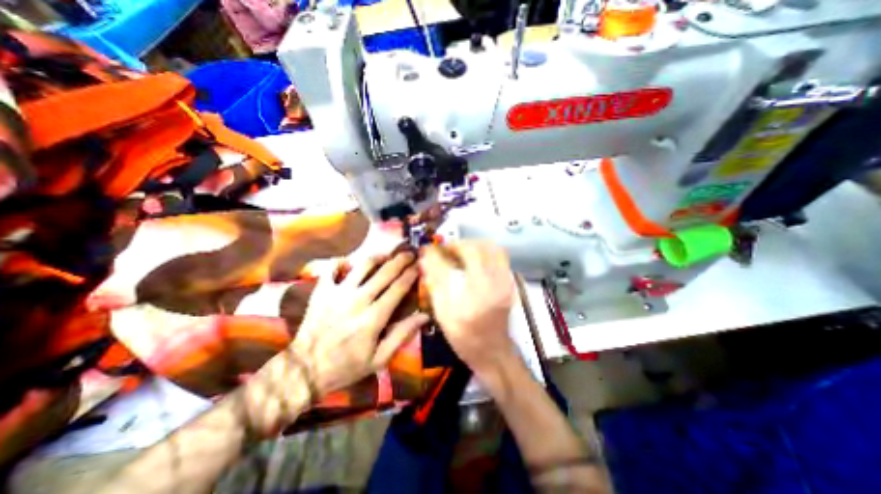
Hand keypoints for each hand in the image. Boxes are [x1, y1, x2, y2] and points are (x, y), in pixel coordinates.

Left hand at [240, 252, 425, 433]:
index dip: (411, 274)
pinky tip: (350, 263)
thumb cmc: (346, 366)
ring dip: (377, 257)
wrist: (305, 370)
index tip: (418, 266)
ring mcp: (338, 293)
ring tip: (386, 255)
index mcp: (374, 317)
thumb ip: (402, 334)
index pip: (398, 288)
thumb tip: (424, 315)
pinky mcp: (322, 291)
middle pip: (384, 272)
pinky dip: (342, 262)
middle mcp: (358, 300)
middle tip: (409, 254)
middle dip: (400, 260)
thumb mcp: (379, 358)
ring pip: (362, 265)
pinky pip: (332, 268)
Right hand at [420, 241, 516, 375]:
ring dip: (474, 245)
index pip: (459, 260)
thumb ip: (436, 282)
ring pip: (492, 248)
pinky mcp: (509, 282)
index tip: (431, 249)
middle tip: (447, 251)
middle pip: (479, 247)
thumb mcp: (443, 313)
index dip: (443, 249)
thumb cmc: (464, 337)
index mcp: (475, 294)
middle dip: (460, 244)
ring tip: (461, 253)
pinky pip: (500, 256)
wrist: (493, 351)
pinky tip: (474, 262)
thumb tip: (426, 258)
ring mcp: (505, 282)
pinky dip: (485, 252)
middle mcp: (493, 284)